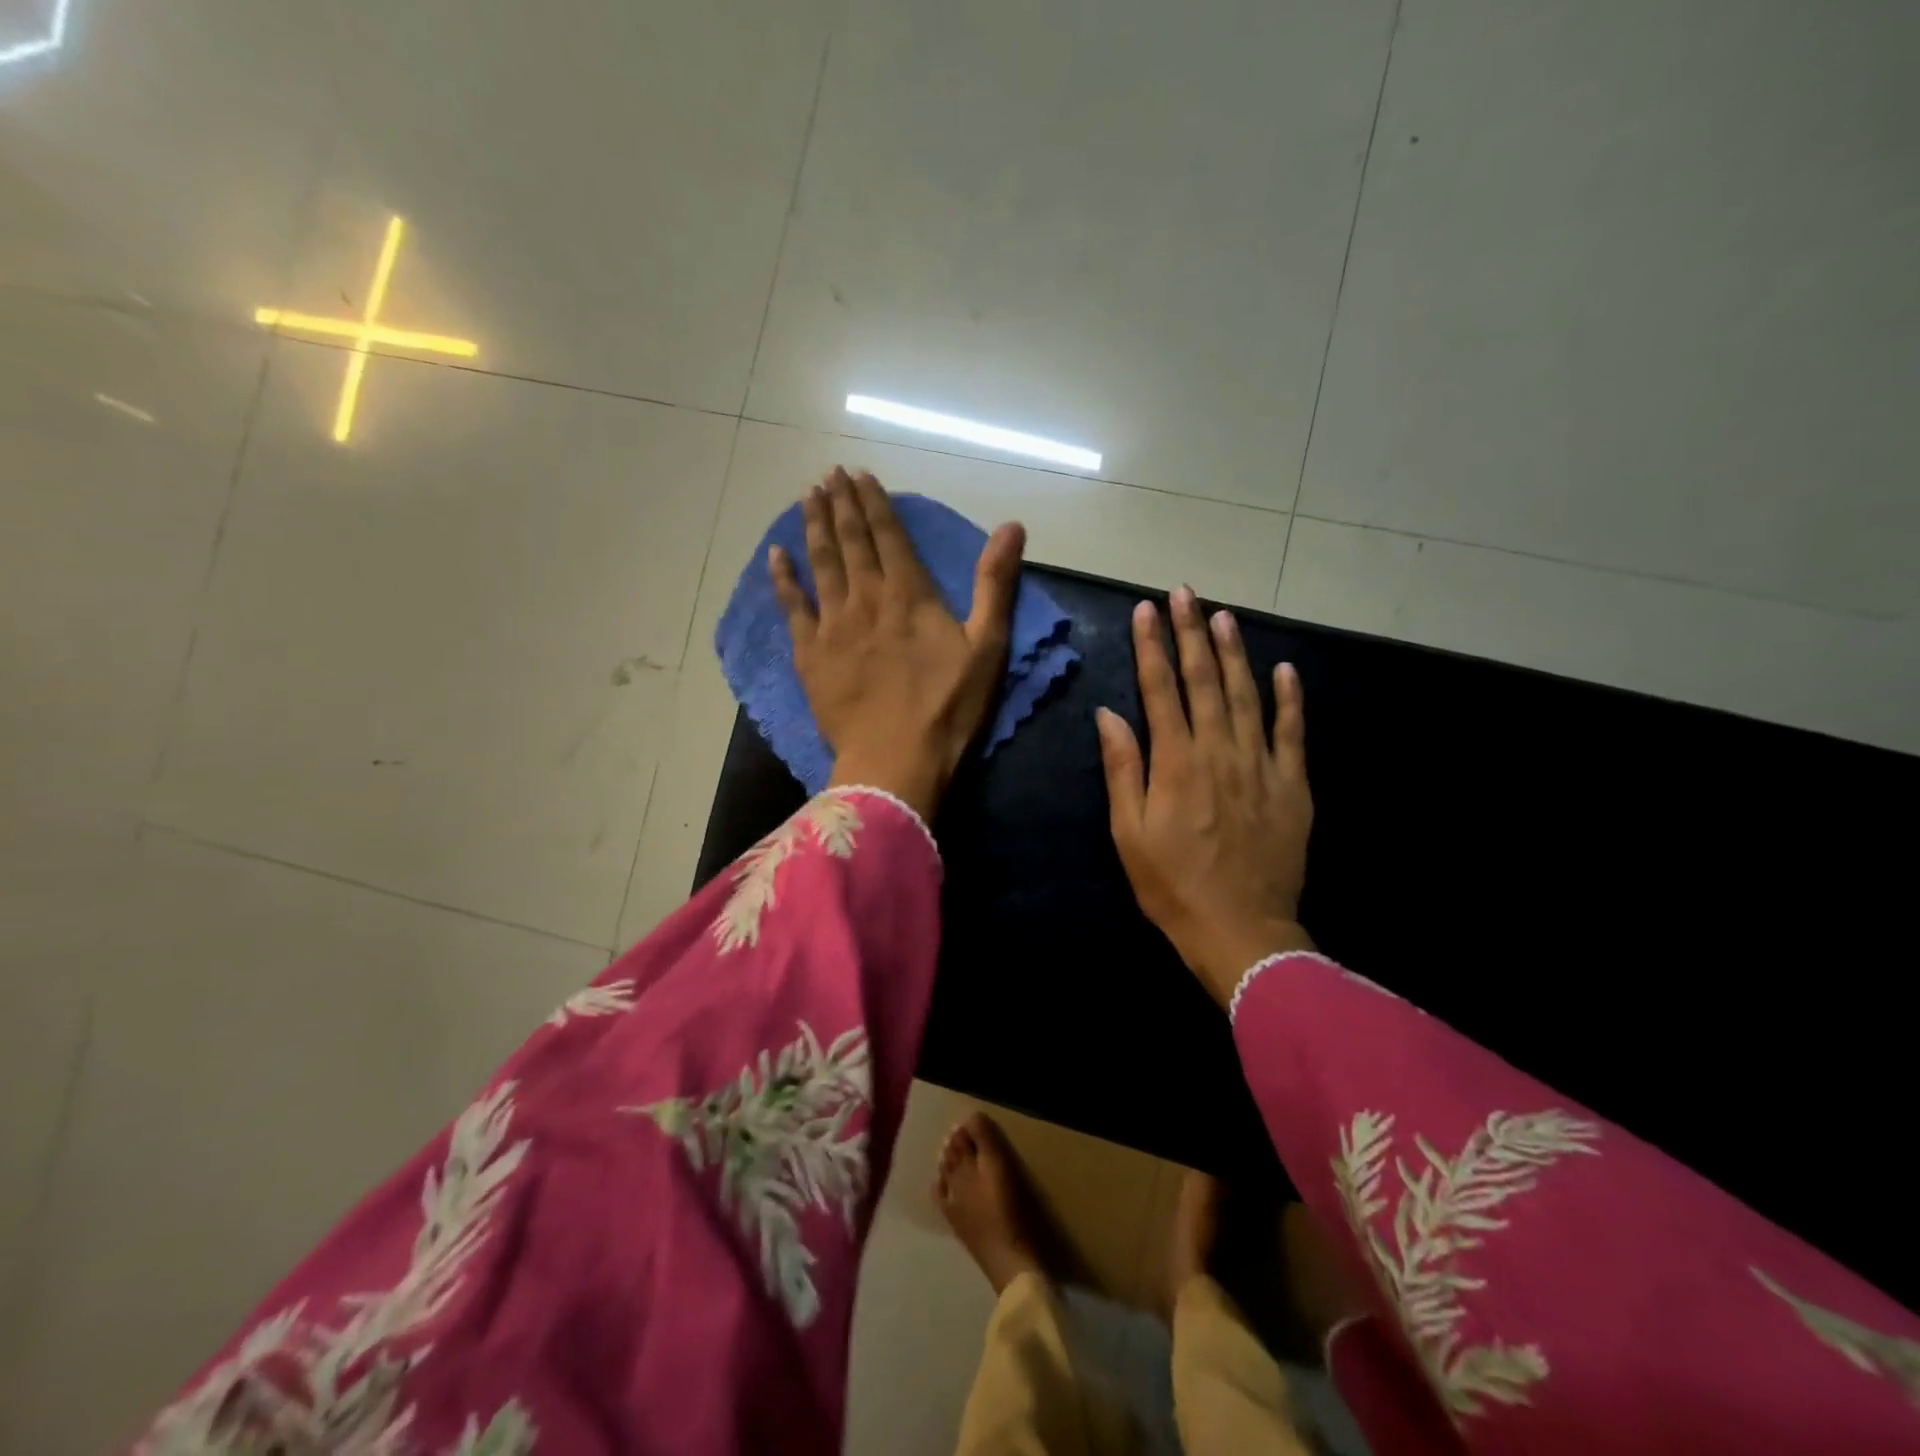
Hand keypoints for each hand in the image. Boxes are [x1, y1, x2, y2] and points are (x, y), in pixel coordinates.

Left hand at [771, 468, 1025, 819]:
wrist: (895, 761)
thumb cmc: (948, 708)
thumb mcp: (987, 647)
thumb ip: (996, 584)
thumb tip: (1012, 525)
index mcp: (910, 594)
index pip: (888, 534)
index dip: (873, 501)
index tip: (858, 473)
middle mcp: (867, 597)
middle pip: (850, 540)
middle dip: (840, 503)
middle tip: (828, 473)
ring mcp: (833, 625)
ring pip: (820, 563)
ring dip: (814, 527)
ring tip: (807, 496)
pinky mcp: (810, 654)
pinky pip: (792, 607)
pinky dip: (783, 578)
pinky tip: (775, 555)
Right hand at [1096, 587, 1314, 1006]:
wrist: (1241, 931)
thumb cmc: (1172, 885)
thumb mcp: (1129, 833)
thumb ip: (1123, 768)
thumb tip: (1109, 714)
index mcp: (1176, 762)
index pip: (1160, 689)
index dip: (1152, 646)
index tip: (1146, 609)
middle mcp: (1220, 751)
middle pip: (1205, 680)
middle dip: (1192, 633)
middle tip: (1185, 593)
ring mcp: (1262, 766)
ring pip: (1249, 695)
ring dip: (1236, 652)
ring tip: (1224, 616)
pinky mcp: (1293, 786)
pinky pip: (1293, 733)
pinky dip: (1290, 699)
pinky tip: (1285, 669)